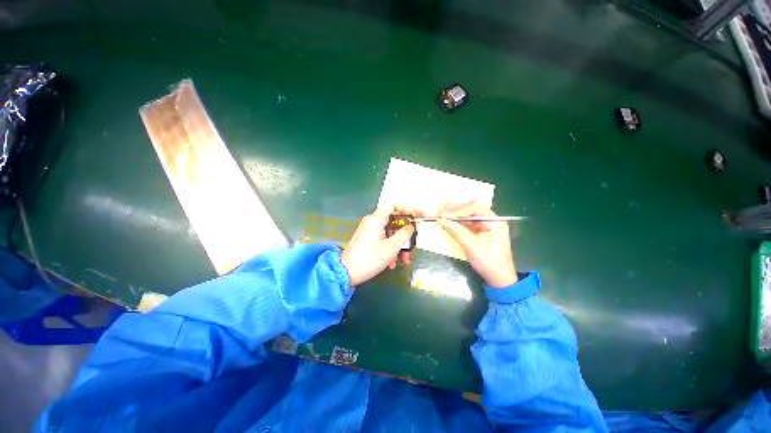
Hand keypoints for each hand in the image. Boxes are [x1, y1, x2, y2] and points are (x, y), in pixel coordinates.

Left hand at [341, 205, 418, 286]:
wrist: (346, 272)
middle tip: (413, 244)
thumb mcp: (392, 247)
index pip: (393, 205)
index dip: (407, 209)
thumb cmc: (370, 258)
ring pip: (389, 233)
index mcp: (377, 218)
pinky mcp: (367, 240)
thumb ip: (404, 234)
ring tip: (404, 260)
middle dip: (405, 235)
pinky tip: (392, 263)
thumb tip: (410, 226)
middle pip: (394, 221)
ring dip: (399, 246)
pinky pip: (382, 240)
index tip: (417, 217)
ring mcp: (369, 231)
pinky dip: (390, 249)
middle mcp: (372, 221)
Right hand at [437, 202, 517, 287]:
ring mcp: (487, 227)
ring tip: (442, 216)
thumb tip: (440, 219)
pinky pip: (469, 225)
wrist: (499, 280)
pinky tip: (450, 223)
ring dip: (456, 217)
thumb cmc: (488, 261)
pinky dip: (459, 224)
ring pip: (469, 217)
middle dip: (456, 211)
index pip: (474, 209)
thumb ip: (455, 230)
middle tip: (441, 212)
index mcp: (495, 221)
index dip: (458, 211)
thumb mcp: (470, 245)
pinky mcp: (482, 234)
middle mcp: (492, 221)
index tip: (444, 214)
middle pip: (472, 210)